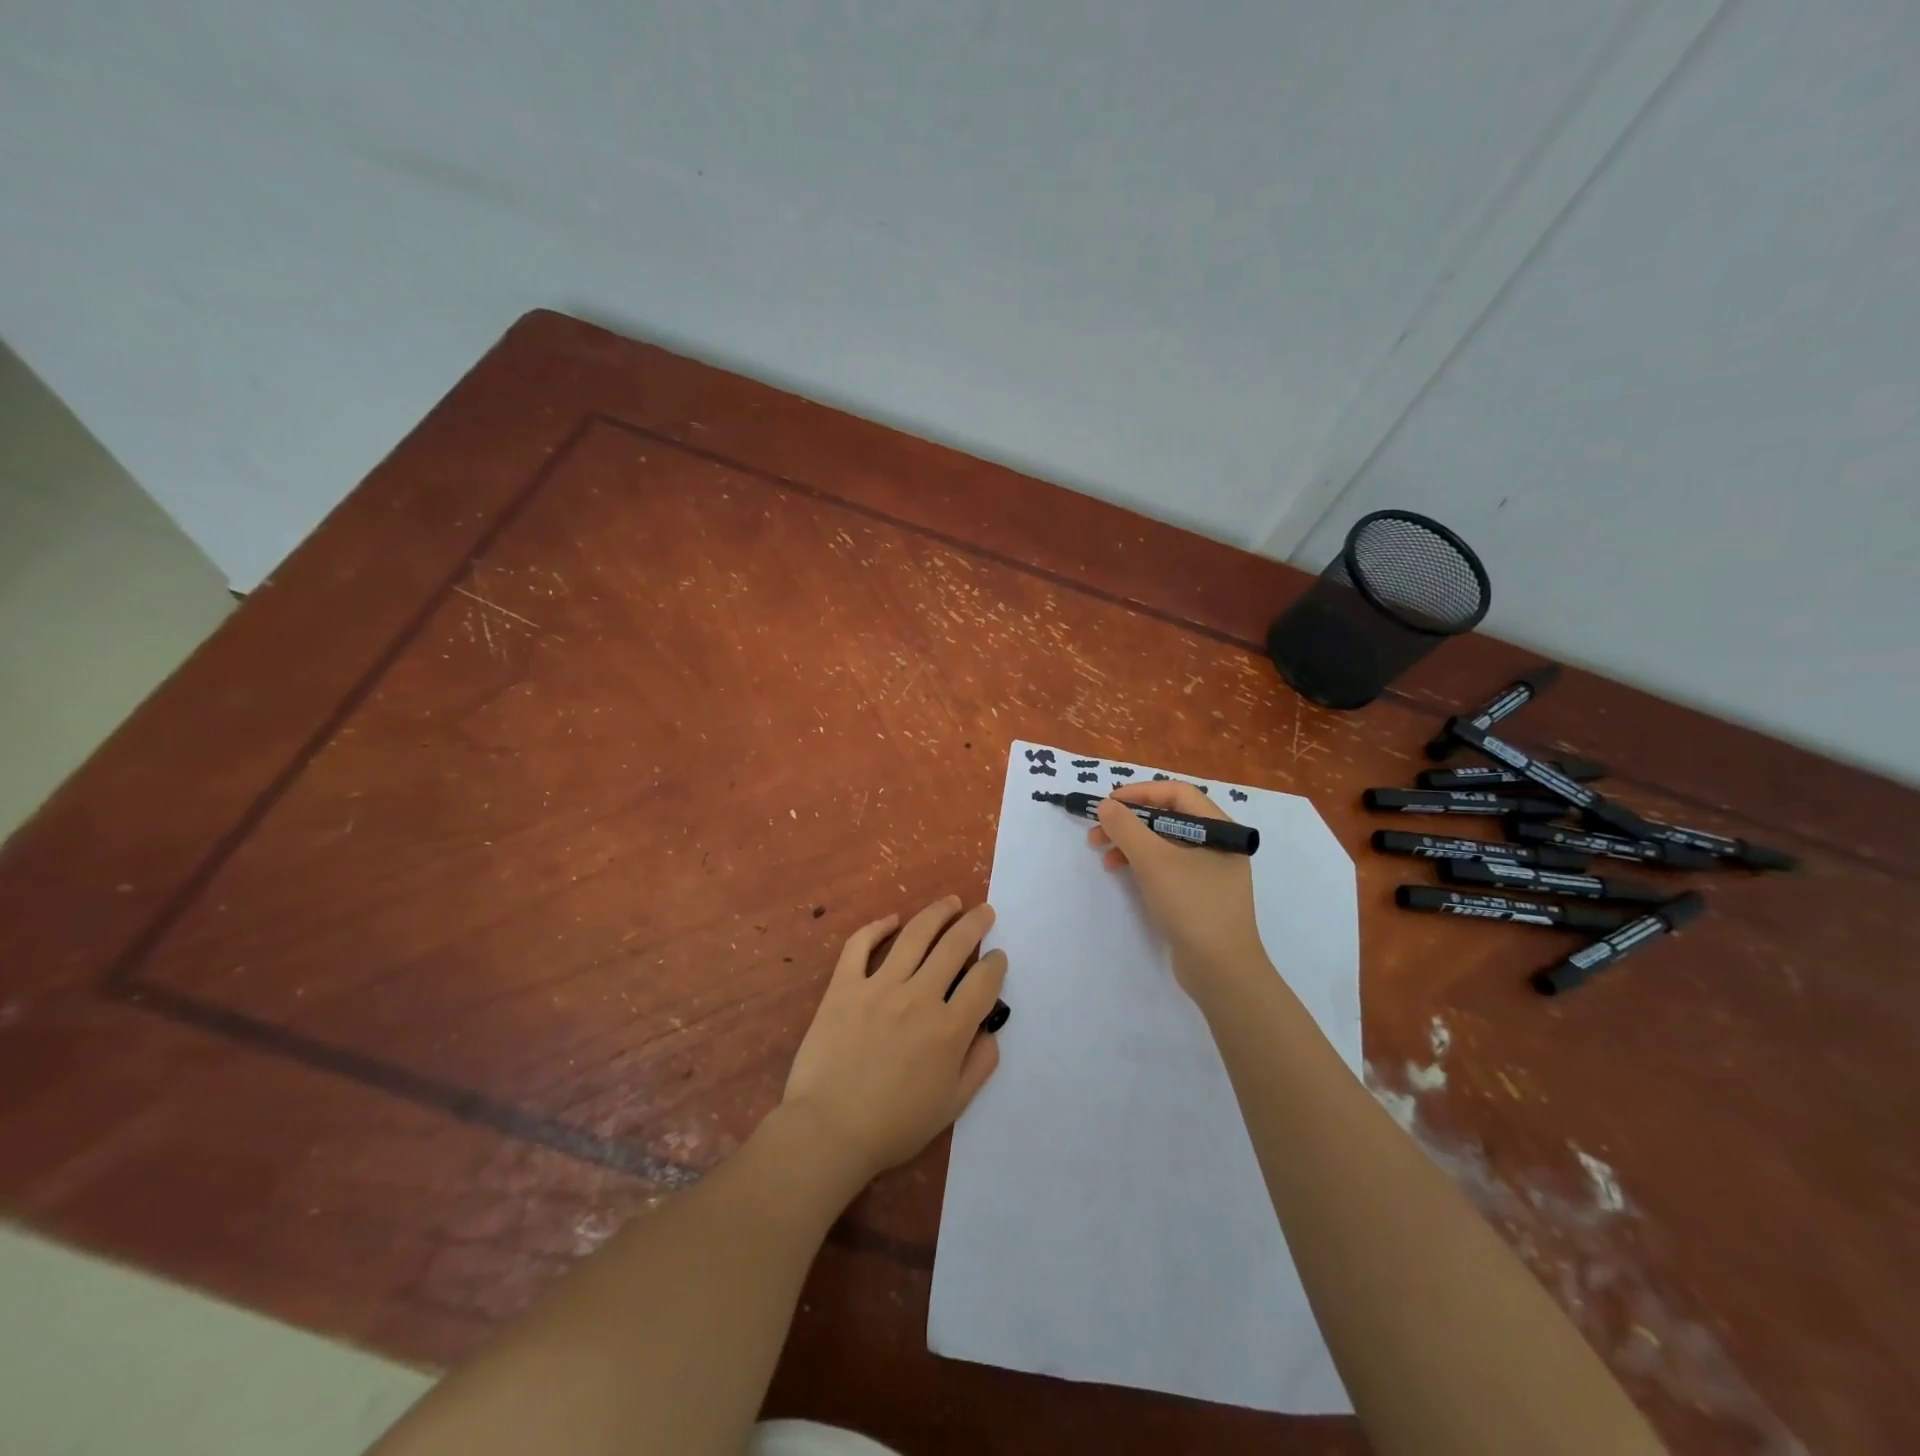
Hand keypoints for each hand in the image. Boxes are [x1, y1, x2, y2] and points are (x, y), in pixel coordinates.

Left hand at [781, 895, 1007, 1184]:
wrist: (828, 1131)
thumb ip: (979, 1065)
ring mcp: (879, 986)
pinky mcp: (844, 986)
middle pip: (955, 946)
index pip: (983, 982)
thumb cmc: (894, 1125)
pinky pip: (860, 945)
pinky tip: (891, 919)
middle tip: (985, 911)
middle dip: (975, 924)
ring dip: (937, 913)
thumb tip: (990, 1030)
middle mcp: (919, 997)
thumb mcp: (952, 1106)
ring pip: (914, 935)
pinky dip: (876, 927)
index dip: (996, 965)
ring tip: (951, 902)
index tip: (997, 957)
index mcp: (949, 1029)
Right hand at [1089, 781, 1267, 997]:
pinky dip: (1141, 863)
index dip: (1140, 793)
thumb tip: (1106, 805)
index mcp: (1220, 829)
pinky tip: (1120, 872)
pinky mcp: (1197, 894)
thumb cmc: (1192, 905)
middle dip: (1129, 822)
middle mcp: (1218, 844)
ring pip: (1164, 843)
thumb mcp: (1154, 862)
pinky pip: (1166, 866)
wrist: (1221, 971)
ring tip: (1102, 854)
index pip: (1177, 793)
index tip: (1108, 803)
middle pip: (1168, 817)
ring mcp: (1208, 871)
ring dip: (1130, 843)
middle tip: (1097, 832)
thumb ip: (1127, 828)